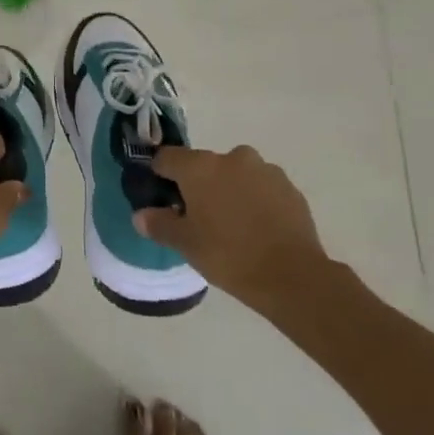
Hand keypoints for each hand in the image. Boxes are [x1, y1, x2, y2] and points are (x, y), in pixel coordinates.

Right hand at [136, 145, 334, 308]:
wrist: (292, 276)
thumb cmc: (228, 255)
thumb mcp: (185, 244)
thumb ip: (159, 224)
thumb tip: (141, 215)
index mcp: (199, 167)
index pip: (167, 157)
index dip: (159, 174)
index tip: (161, 196)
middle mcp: (232, 158)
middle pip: (204, 165)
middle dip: (198, 184)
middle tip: (198, 217)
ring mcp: (265, 170)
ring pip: (235, 174)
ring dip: (229, 190)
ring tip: (232, 224)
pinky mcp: (290, 187)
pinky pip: (261, 187)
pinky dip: (255, 200)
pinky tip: (257, 228)